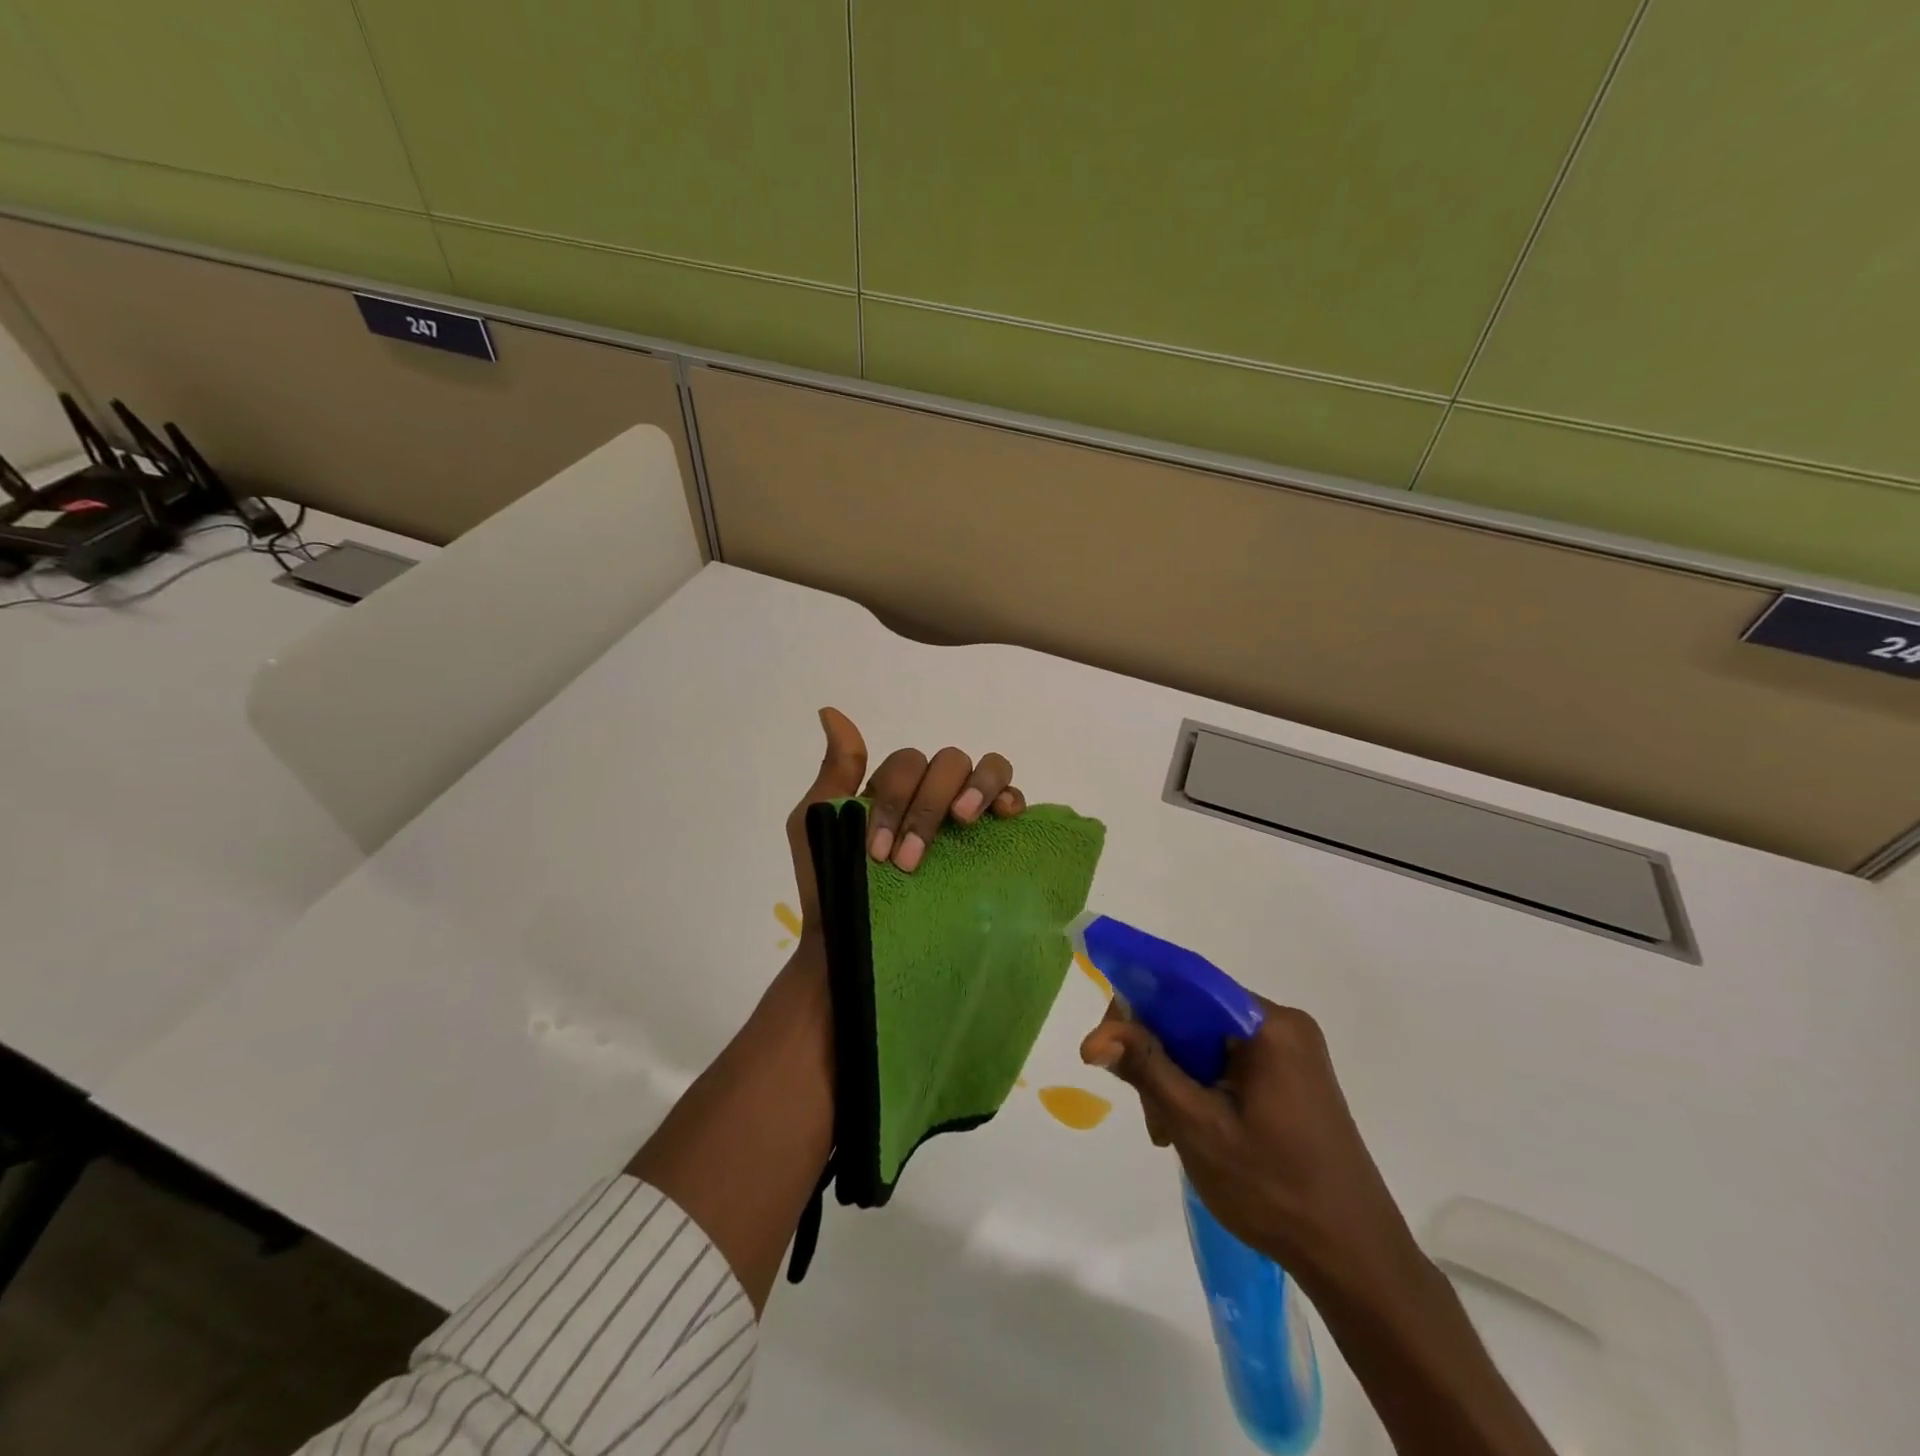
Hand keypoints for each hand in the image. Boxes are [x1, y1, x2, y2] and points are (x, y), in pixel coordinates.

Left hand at [785, 707, 1027, 910]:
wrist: (852, 948)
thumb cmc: (831, 886)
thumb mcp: (817, 822)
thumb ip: (835, 770)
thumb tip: (831, 712)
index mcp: (897, 788)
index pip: (909, 763)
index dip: (897, 800)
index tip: (880, 852)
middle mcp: (934, 794)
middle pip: (948, 763)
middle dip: (927, 807)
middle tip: (909, 860)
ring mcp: (965, 816)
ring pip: (986, 768)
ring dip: (976, 787)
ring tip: (962, 820)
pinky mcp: (990, 842)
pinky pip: (1012, 800)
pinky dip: (1010, 796)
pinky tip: (1004, 815)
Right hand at [1080, 997, 1421, 1302]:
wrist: (1356, 1259)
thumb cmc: (1274, 1190)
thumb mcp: (1198, 1127)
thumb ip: (1147, 1069)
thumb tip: (1094, 1036)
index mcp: (1268, 1025)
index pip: (1187, 983)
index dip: (1139, 1001)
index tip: (1108, 1042)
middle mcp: (1283, 1025)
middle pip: (1195, 1013)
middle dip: (1159, 1053)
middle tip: (1145, 1108)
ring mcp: (1293, 1051)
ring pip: (1208, 1039)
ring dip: (1177, 1075)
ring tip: (1167, 1130)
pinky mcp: (1294, 1077)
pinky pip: (1231, 1060)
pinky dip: (1203, 1085)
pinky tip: (1192, 1127)